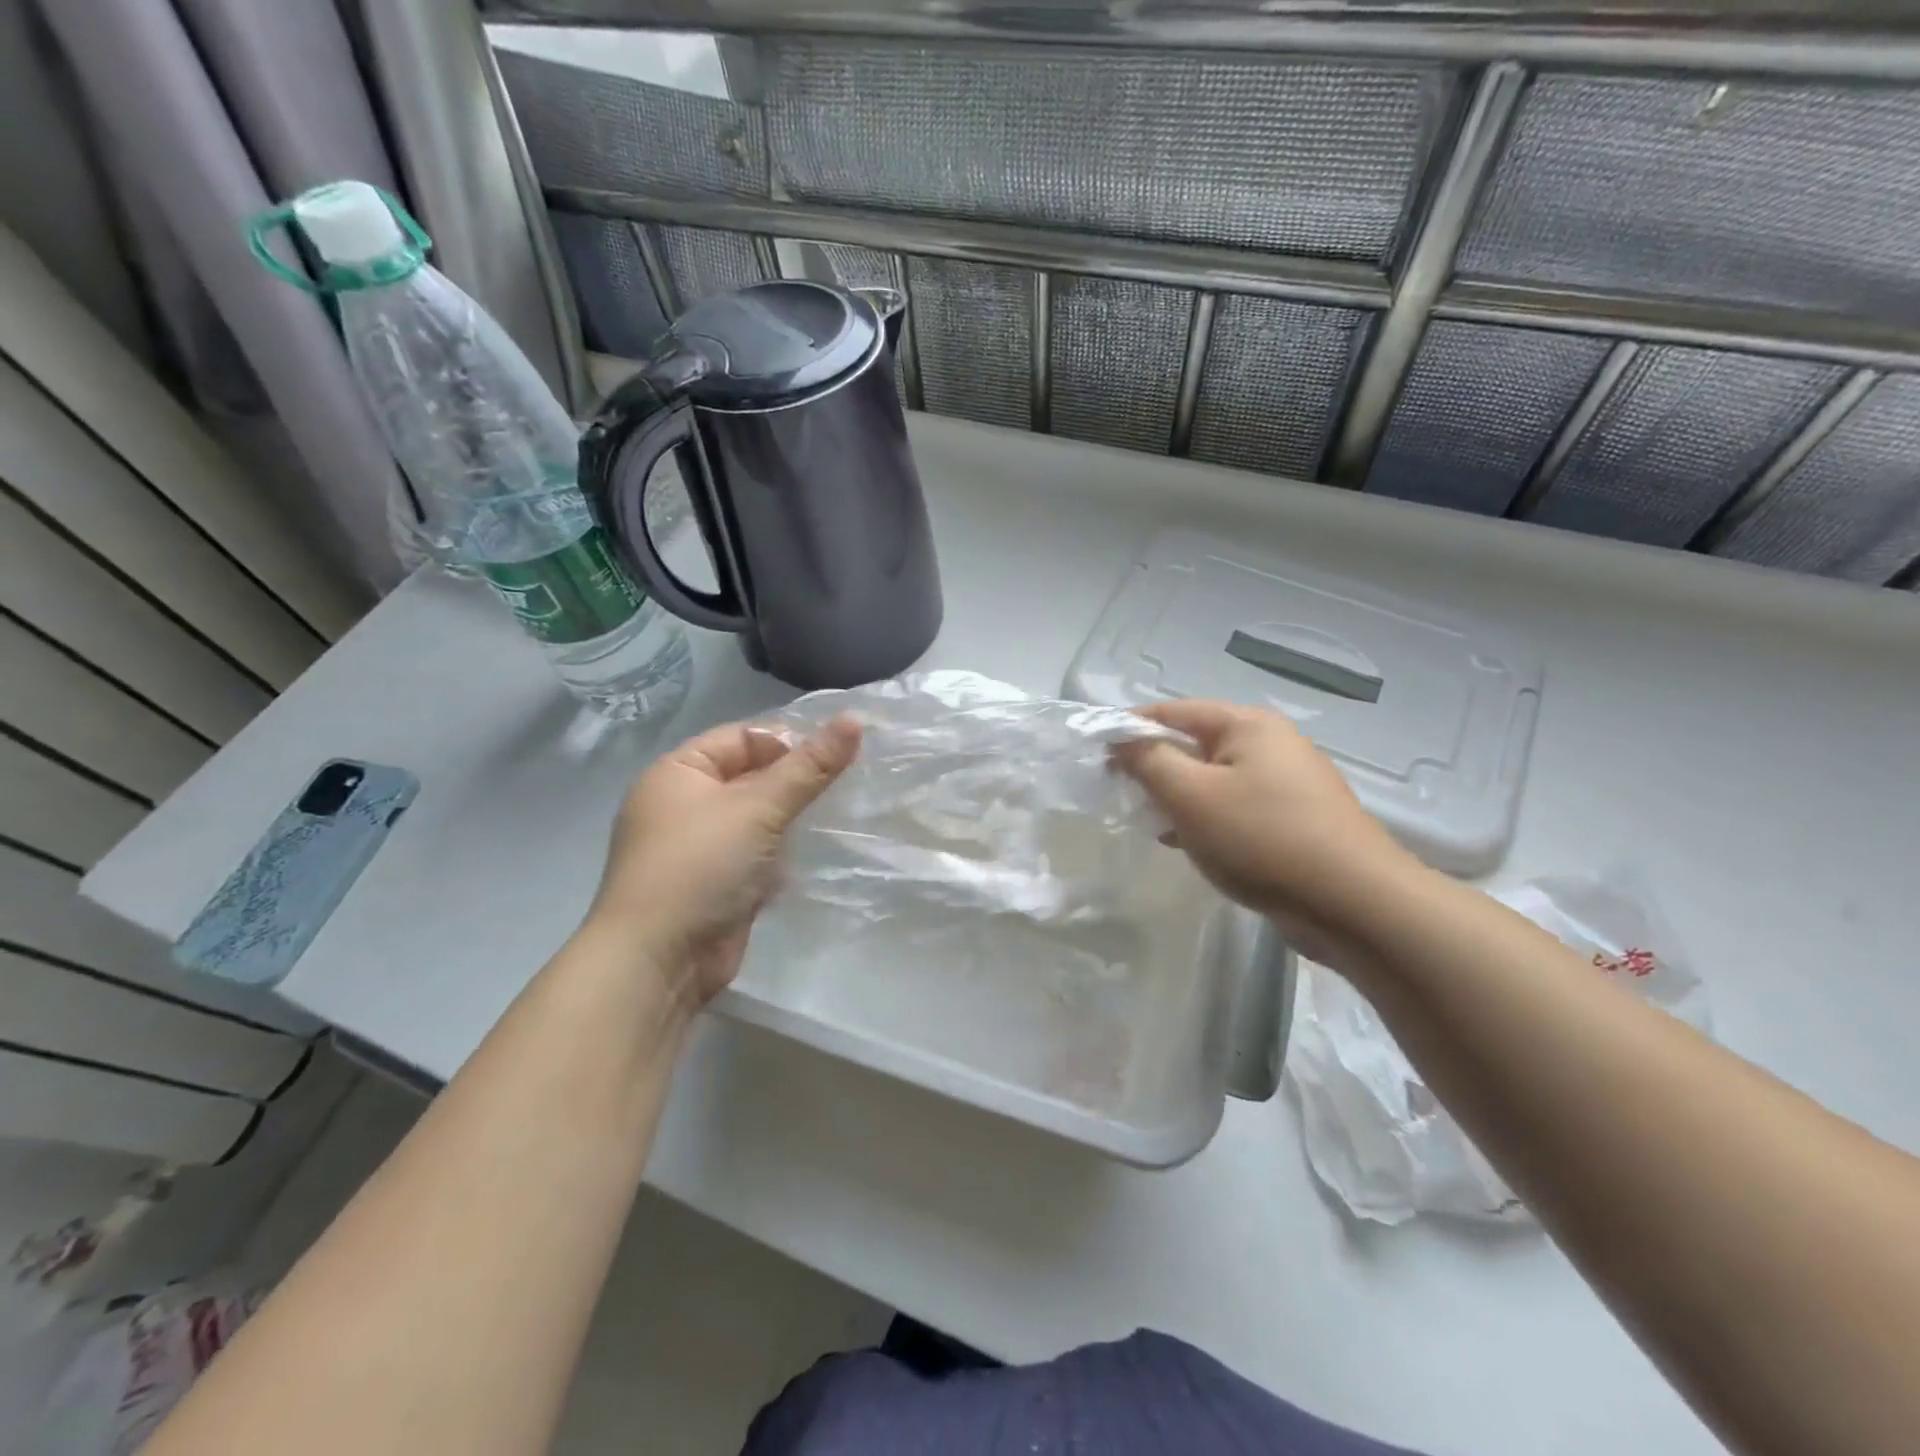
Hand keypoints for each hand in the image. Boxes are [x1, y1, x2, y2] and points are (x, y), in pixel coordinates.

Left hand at [587, 715, 860, 1006]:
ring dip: (791, 820)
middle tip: (847, 784)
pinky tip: (812, 857)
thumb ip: (809, 766)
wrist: (659, 961)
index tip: (837, 755)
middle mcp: (683, 803)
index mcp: (679, 771)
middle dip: (795, 782)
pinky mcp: (713, 883)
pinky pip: (754, 854)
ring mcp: (697, 847)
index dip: (789, 741)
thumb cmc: (702, 866)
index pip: (743, 737)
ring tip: (838, 816)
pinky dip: (780, 854)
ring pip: (756, 818)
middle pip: (751, 777)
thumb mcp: (759, 808)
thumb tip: (854, 719)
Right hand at [1114, 699, 1420, 964]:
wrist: (1355, 905)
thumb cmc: (1261, 838)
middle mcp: (1272, 744)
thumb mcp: (1190, 796)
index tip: (1097, 754)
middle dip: (1155, 767)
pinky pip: (1237, 807)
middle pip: (1195, 744)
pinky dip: (1207, 819)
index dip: (1131, 728)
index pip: (1173, 711)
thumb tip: (1122, 739)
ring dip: (1179, 797)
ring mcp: (1289, 783)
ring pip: (1215, 780)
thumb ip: (1148, 761)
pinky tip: (1189, 845)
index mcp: (1248, 725)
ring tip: (1150, 823)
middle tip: (1120, 794)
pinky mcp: (1296, 820)